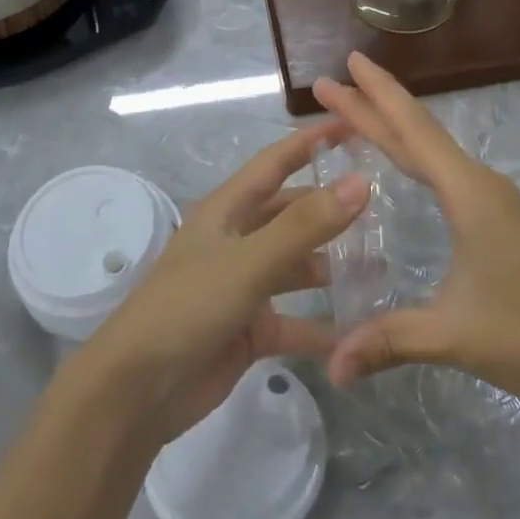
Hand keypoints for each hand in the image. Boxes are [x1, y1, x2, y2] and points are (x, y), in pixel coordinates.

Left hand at [71, 123, 371, 445]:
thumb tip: (361, 181)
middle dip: (331, 208)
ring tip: (381, 266)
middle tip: (384, 206)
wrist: (135, 393)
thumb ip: (305, 225)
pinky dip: (323, 325)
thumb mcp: (248, 262)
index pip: (276, 162)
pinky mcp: (250, 329)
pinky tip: (360, 330)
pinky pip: (296, 320)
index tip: (353, 125)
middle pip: (292, 213)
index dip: (311, 142)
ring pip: (298, 266)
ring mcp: (244, 286)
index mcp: (227, 211)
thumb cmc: (187, 308)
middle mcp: (237, 240)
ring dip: (333, 266)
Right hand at [314, 52, 519, 409]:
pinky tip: (410, 167)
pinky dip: (416, 156)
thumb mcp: (456, 335)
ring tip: (359, 115)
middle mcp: (480, 185)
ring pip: (435, 152)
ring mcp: (495, 201)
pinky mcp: (502, 220)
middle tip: (331, 83)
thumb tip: (331, 365)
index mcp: (469, 193)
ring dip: (396, 128)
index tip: (345, 65)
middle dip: (374, 105)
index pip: (412, 132)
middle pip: (419, 133)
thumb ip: (391, 341)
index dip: (375, 97)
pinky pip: (447, 173)